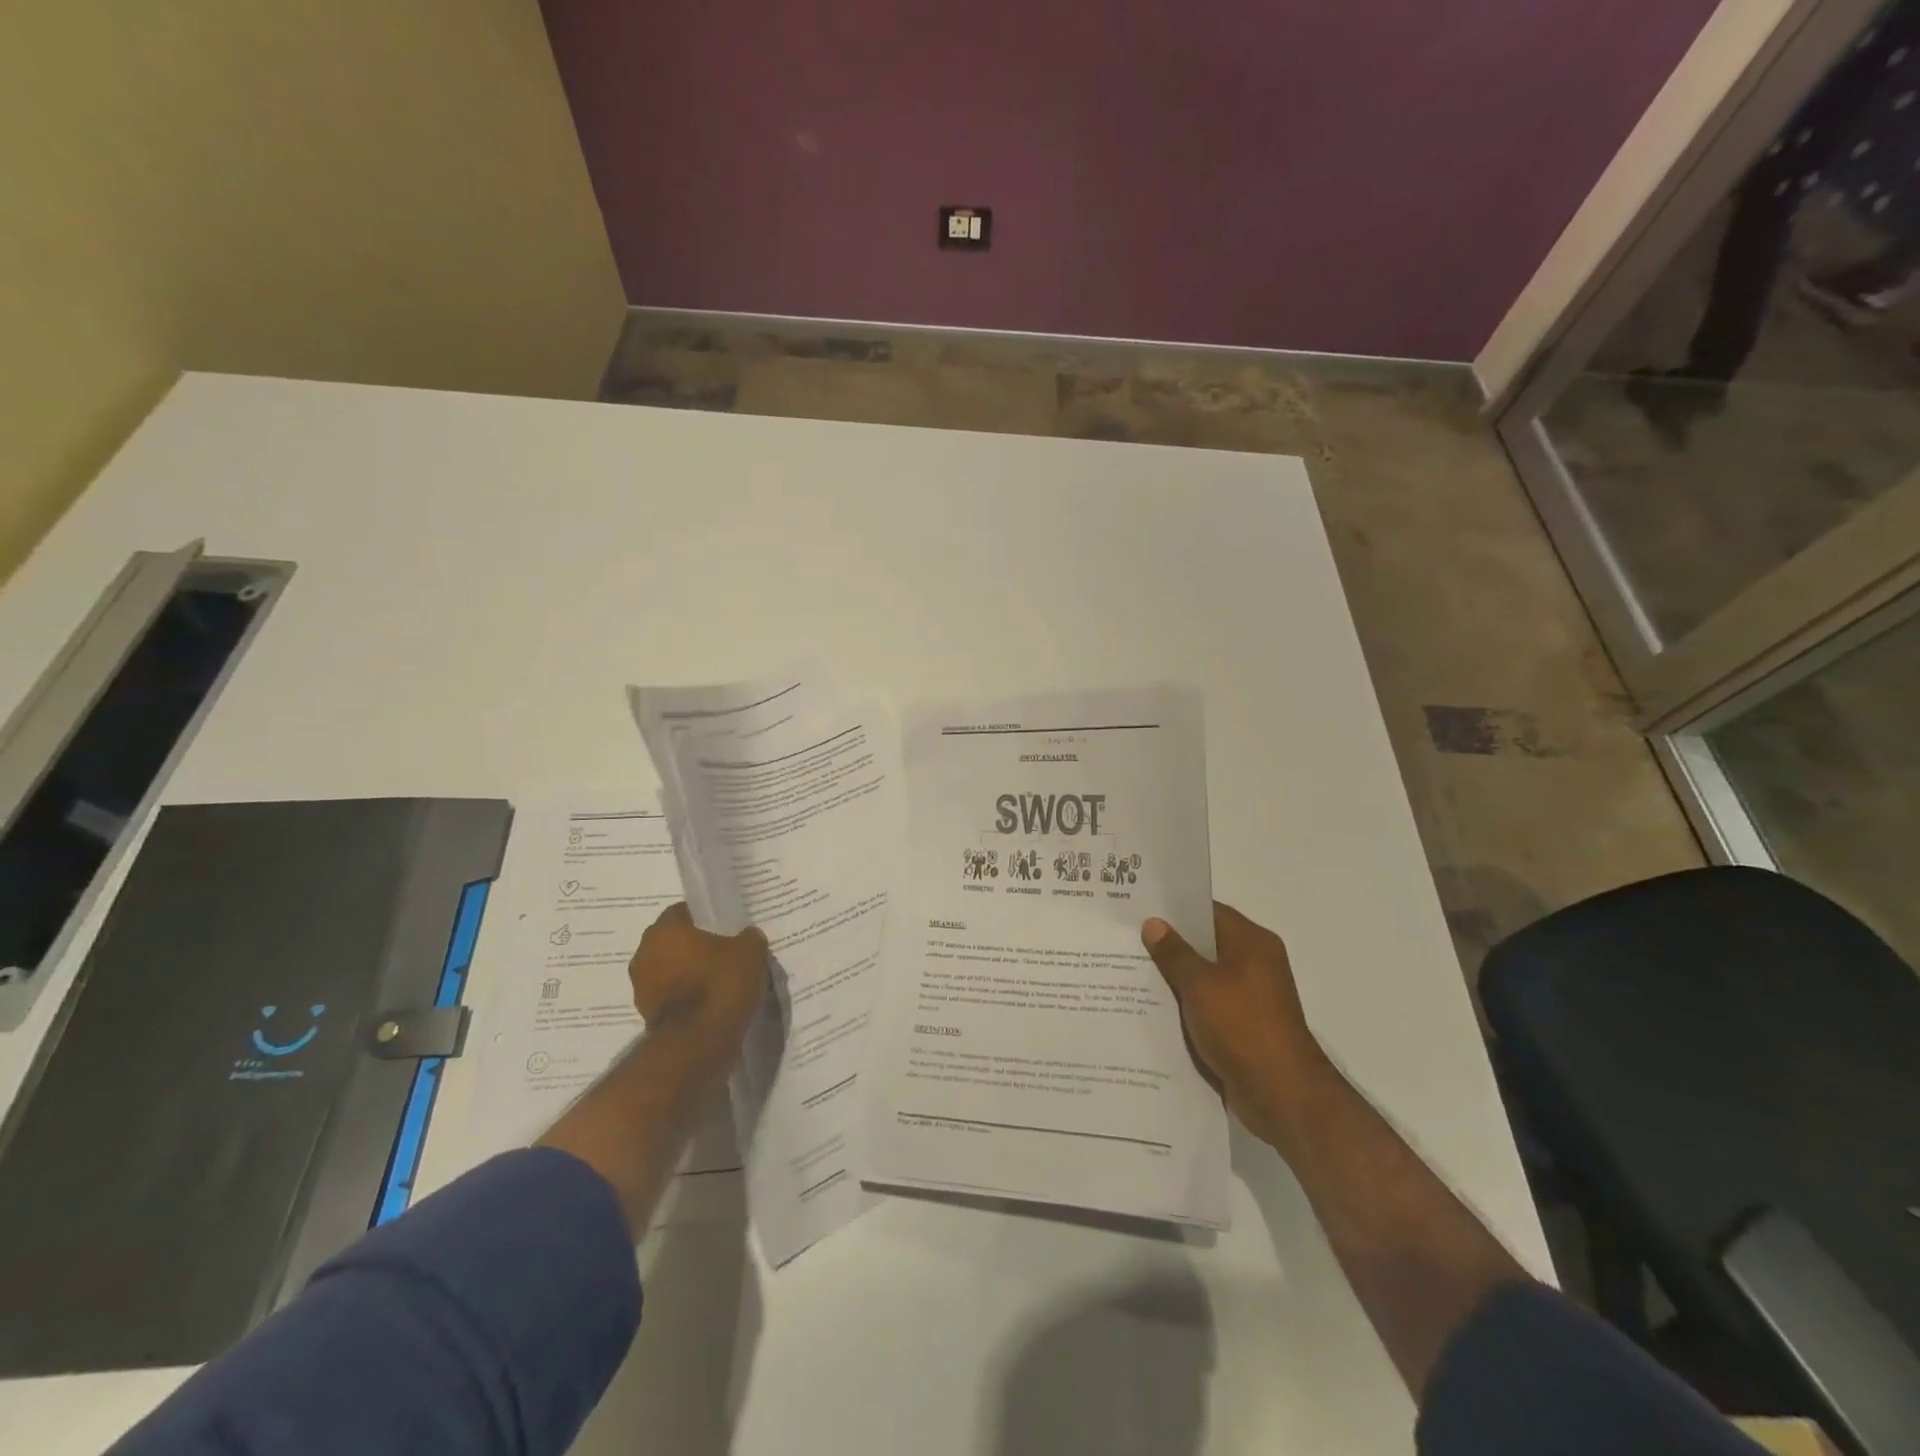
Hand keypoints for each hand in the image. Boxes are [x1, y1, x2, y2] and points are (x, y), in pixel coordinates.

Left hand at [628, 902, 769, 1074]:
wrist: (699, 1044)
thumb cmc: (720, 985)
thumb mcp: (751, 951)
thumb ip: (748, 937)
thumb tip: (745, 937)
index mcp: (664, 929)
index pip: (684, 911)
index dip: (706, 918)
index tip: (726, 929)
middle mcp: (644, 953)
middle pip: (675, 941)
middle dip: (695, 946)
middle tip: (725, 953)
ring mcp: (641, 986)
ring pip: (671, 969)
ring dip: (689, 973)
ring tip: (720, 981)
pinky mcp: (646, 1014)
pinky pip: (671, 995)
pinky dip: (686, 997)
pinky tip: (711, 1003)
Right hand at [1142, 902, 1329, 1146]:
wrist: (1282, 1094)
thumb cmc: (1242, 1027)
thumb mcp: (1200, 985)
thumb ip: (1174, 953)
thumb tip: (1153, 923)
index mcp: (1252, 942)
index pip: (1208, 912)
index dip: (1174, 909)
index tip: (1139, 909)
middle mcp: (1255, 963)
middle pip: (1206, 944)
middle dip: (1169, 944)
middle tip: (1126, 940)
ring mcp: (1251, 997)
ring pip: (1205, 977)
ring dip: (1175, 978)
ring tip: (1129, 972)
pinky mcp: (1244, 1026)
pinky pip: (1209, 1005)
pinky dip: (1186, 1005)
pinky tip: (1152, 1009)